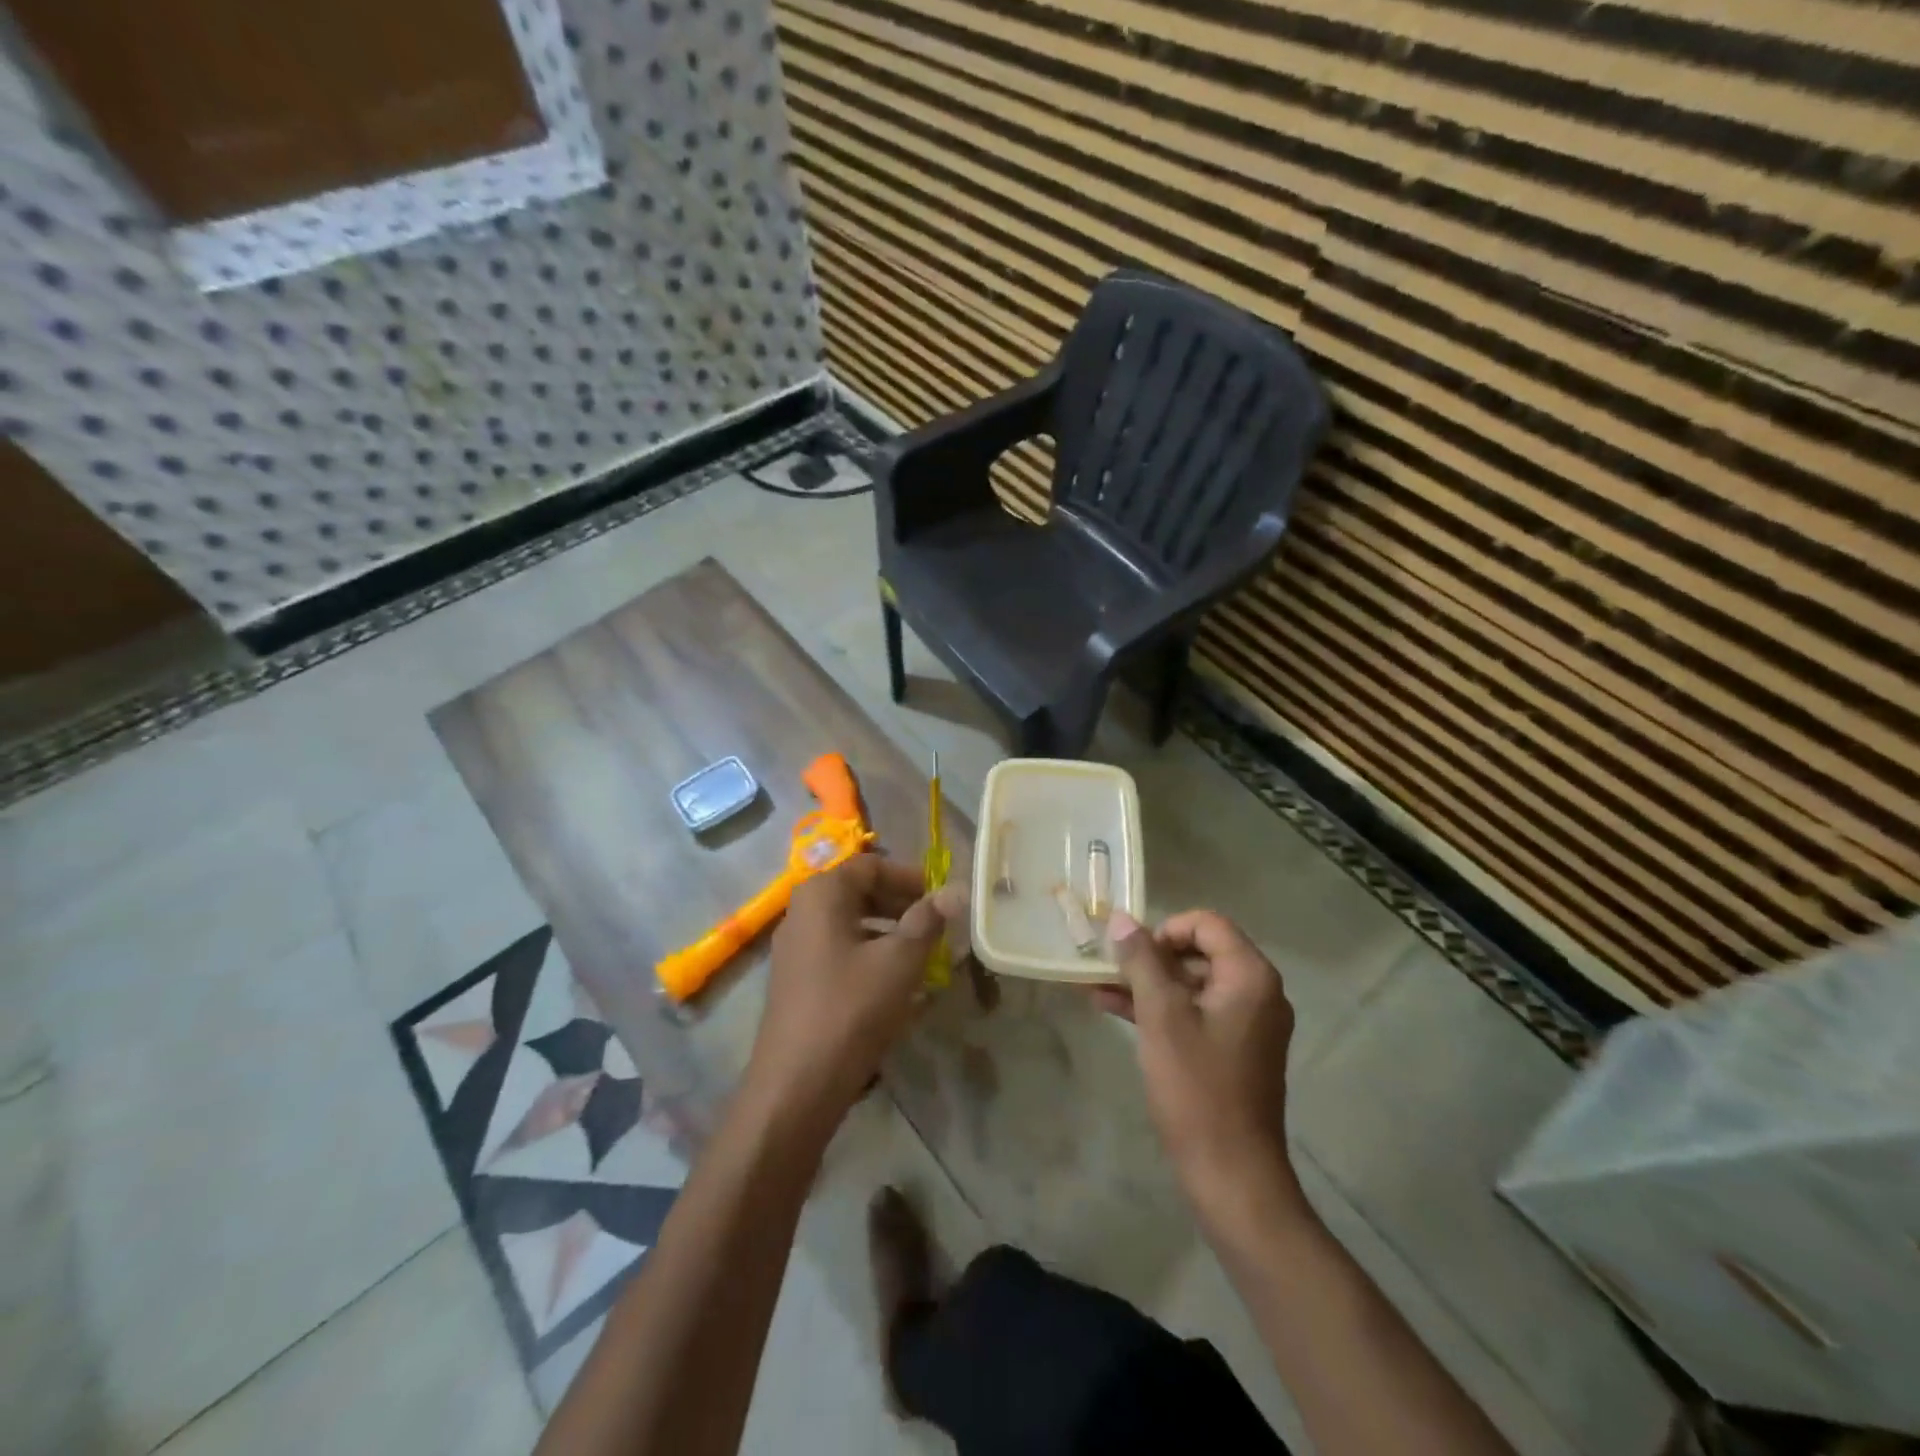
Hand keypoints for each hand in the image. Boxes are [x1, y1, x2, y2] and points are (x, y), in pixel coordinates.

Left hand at [746, 854, 959, 1131]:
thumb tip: (957, 889)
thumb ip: (928, 920)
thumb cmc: (851, 1009)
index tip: (942, 899)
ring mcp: (795, 947)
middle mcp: (802, 911)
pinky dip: (871, 955)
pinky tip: (895, 982)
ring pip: (851, 923)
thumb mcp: (899, 961)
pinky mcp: (797, 980)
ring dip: (889, 931)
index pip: (872, 865)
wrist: (796, 1085)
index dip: (911, 877)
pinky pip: (840, 951)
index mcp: (822, 893)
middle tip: (938, 925)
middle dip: (902, 904)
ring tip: (923, 954)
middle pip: (859, 891)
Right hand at [1097, 909, 1301, 1216]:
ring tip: (1097, 986)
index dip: (1164, 930)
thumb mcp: (1161, 1017)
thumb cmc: (1197, 1088)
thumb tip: (1122, 918)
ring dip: (1147, 983)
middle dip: (1150, 957)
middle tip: (1109, 969)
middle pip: (1199, 951)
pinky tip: (1113, 1010)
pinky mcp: (1233, 1050)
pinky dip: (1159, 1009)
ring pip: (1191, 984)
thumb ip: (1141, 961)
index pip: (1206, 924)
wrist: (1231, 1175)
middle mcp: (1257, 992)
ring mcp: (1247, 1023)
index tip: (1132, 954)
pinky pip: (1194, 1012)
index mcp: (1250, 976)